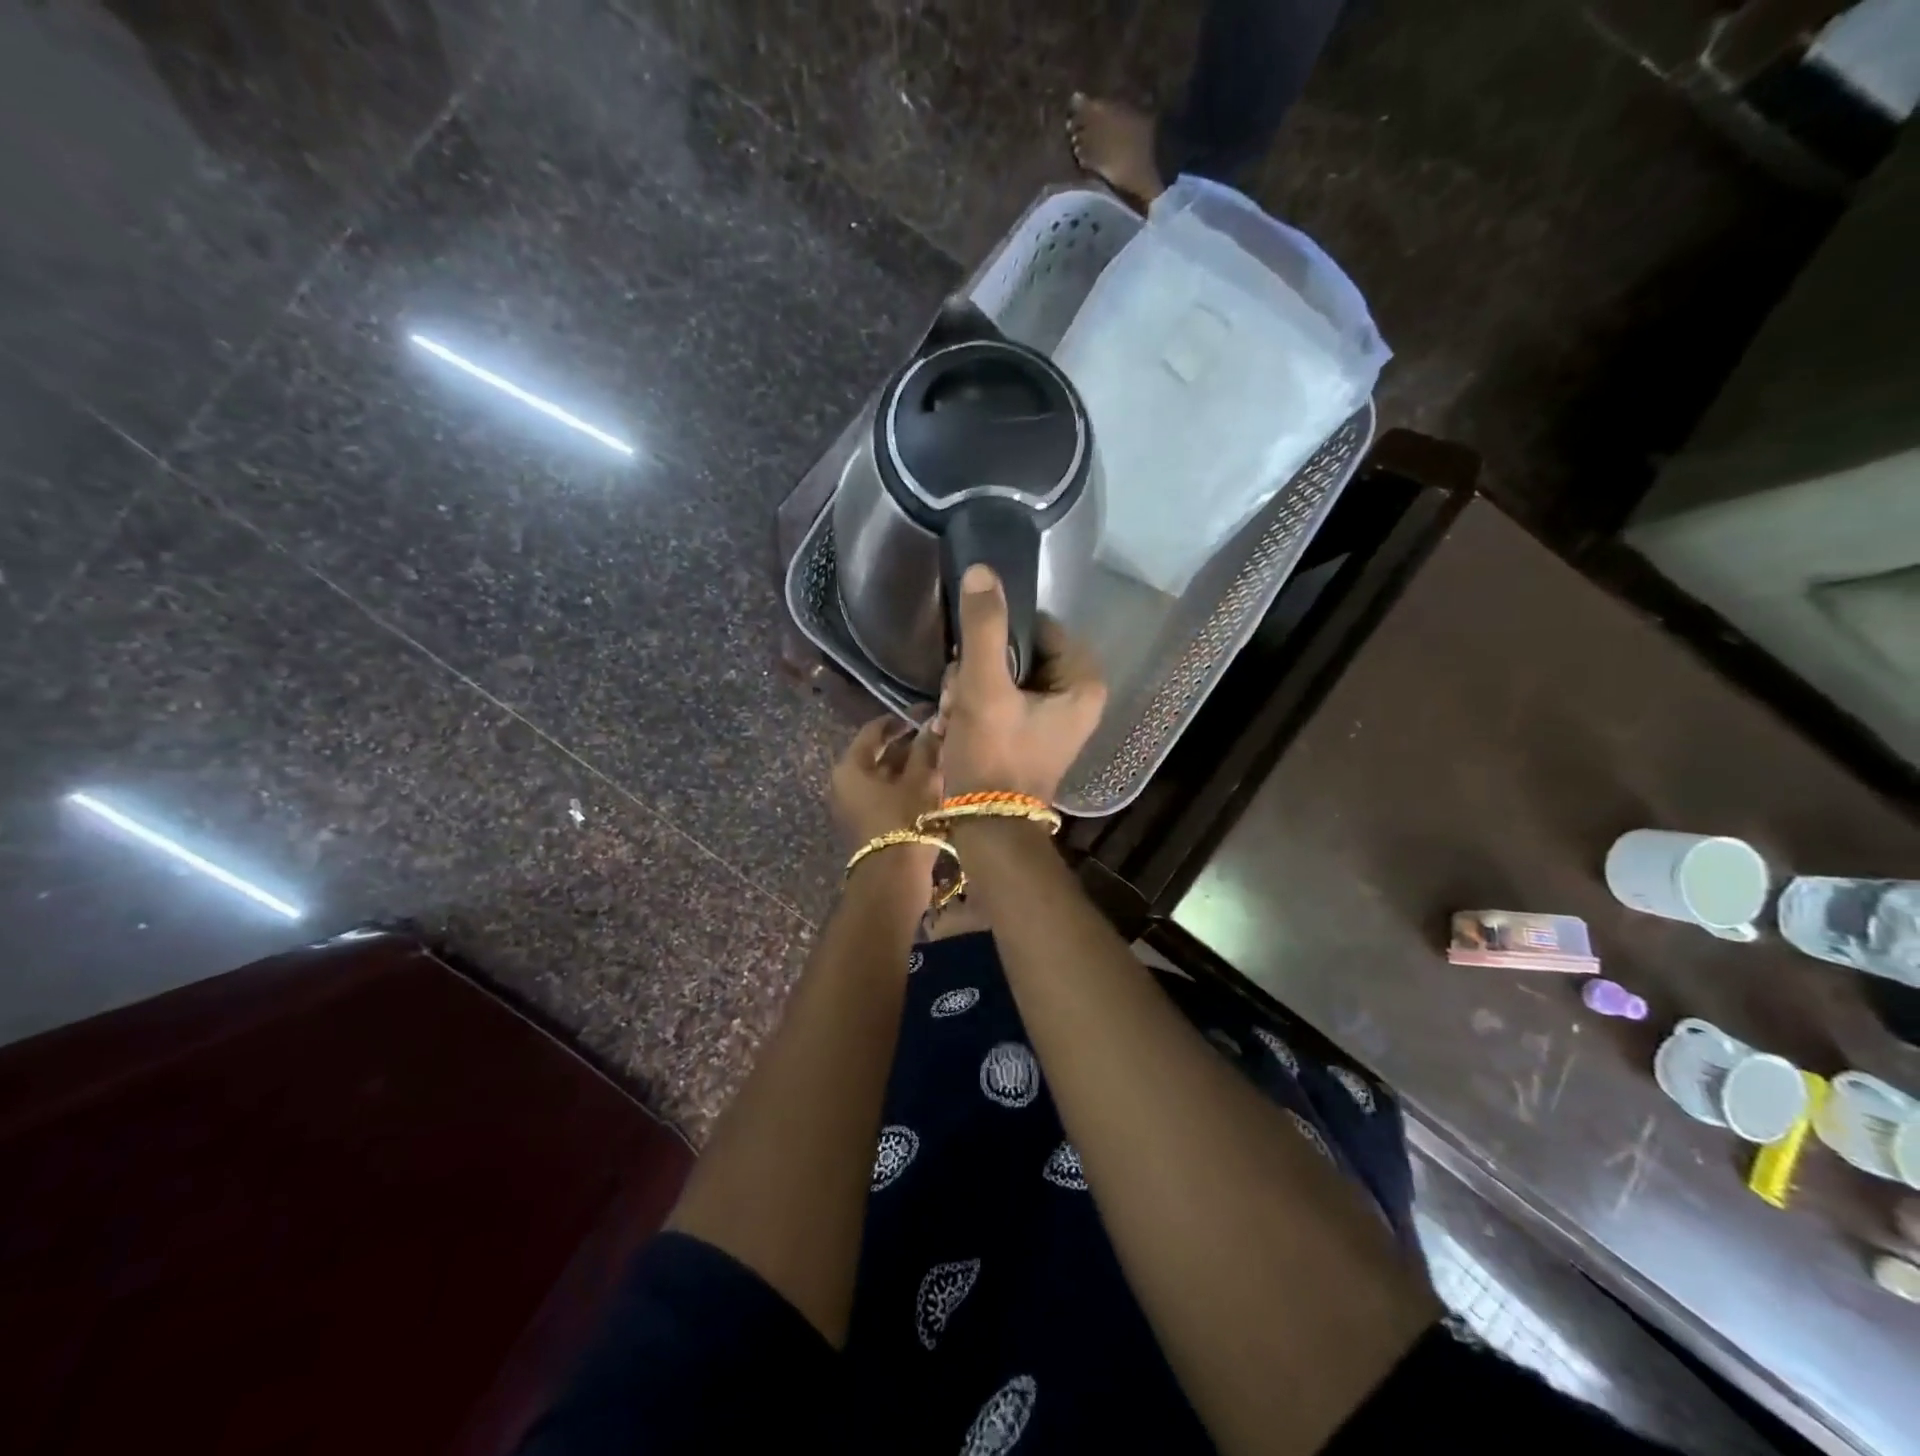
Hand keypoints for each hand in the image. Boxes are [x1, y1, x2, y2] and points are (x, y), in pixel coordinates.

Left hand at [830, 716, 943, 874]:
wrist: (893, 879)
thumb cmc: (905, 820)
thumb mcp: (921, 780)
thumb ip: (926, 748)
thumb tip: (933, 723)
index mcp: (850, 767)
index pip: (874, 730)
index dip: (901, 720)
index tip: (926, 715)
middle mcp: (844, 783)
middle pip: (877, 754)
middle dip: (908, 744)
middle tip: (937, 736)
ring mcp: (853, 806)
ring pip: (883, 776)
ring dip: (909, 766)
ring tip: (939, 759)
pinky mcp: (866, 823)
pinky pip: (885, 794)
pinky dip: (905, 786)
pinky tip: (931, 783)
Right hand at [939, 564, 1105, 801]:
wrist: (987, 828)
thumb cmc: (993, 756)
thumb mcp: (985, 688)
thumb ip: (983, 628)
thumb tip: (983, 570)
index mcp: (1083, 682)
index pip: (1039, 627)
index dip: (999, 635)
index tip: (971, 659)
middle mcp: (1077, 697)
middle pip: (1019, 653)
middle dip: (979, 669)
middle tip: (958, 695)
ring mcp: (1054, 719)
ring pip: (1004, 676)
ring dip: (970, 688)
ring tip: (953, 713)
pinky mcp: (1032, 735)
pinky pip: (1002, 701)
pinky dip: (976, 708)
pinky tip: (955, 724)